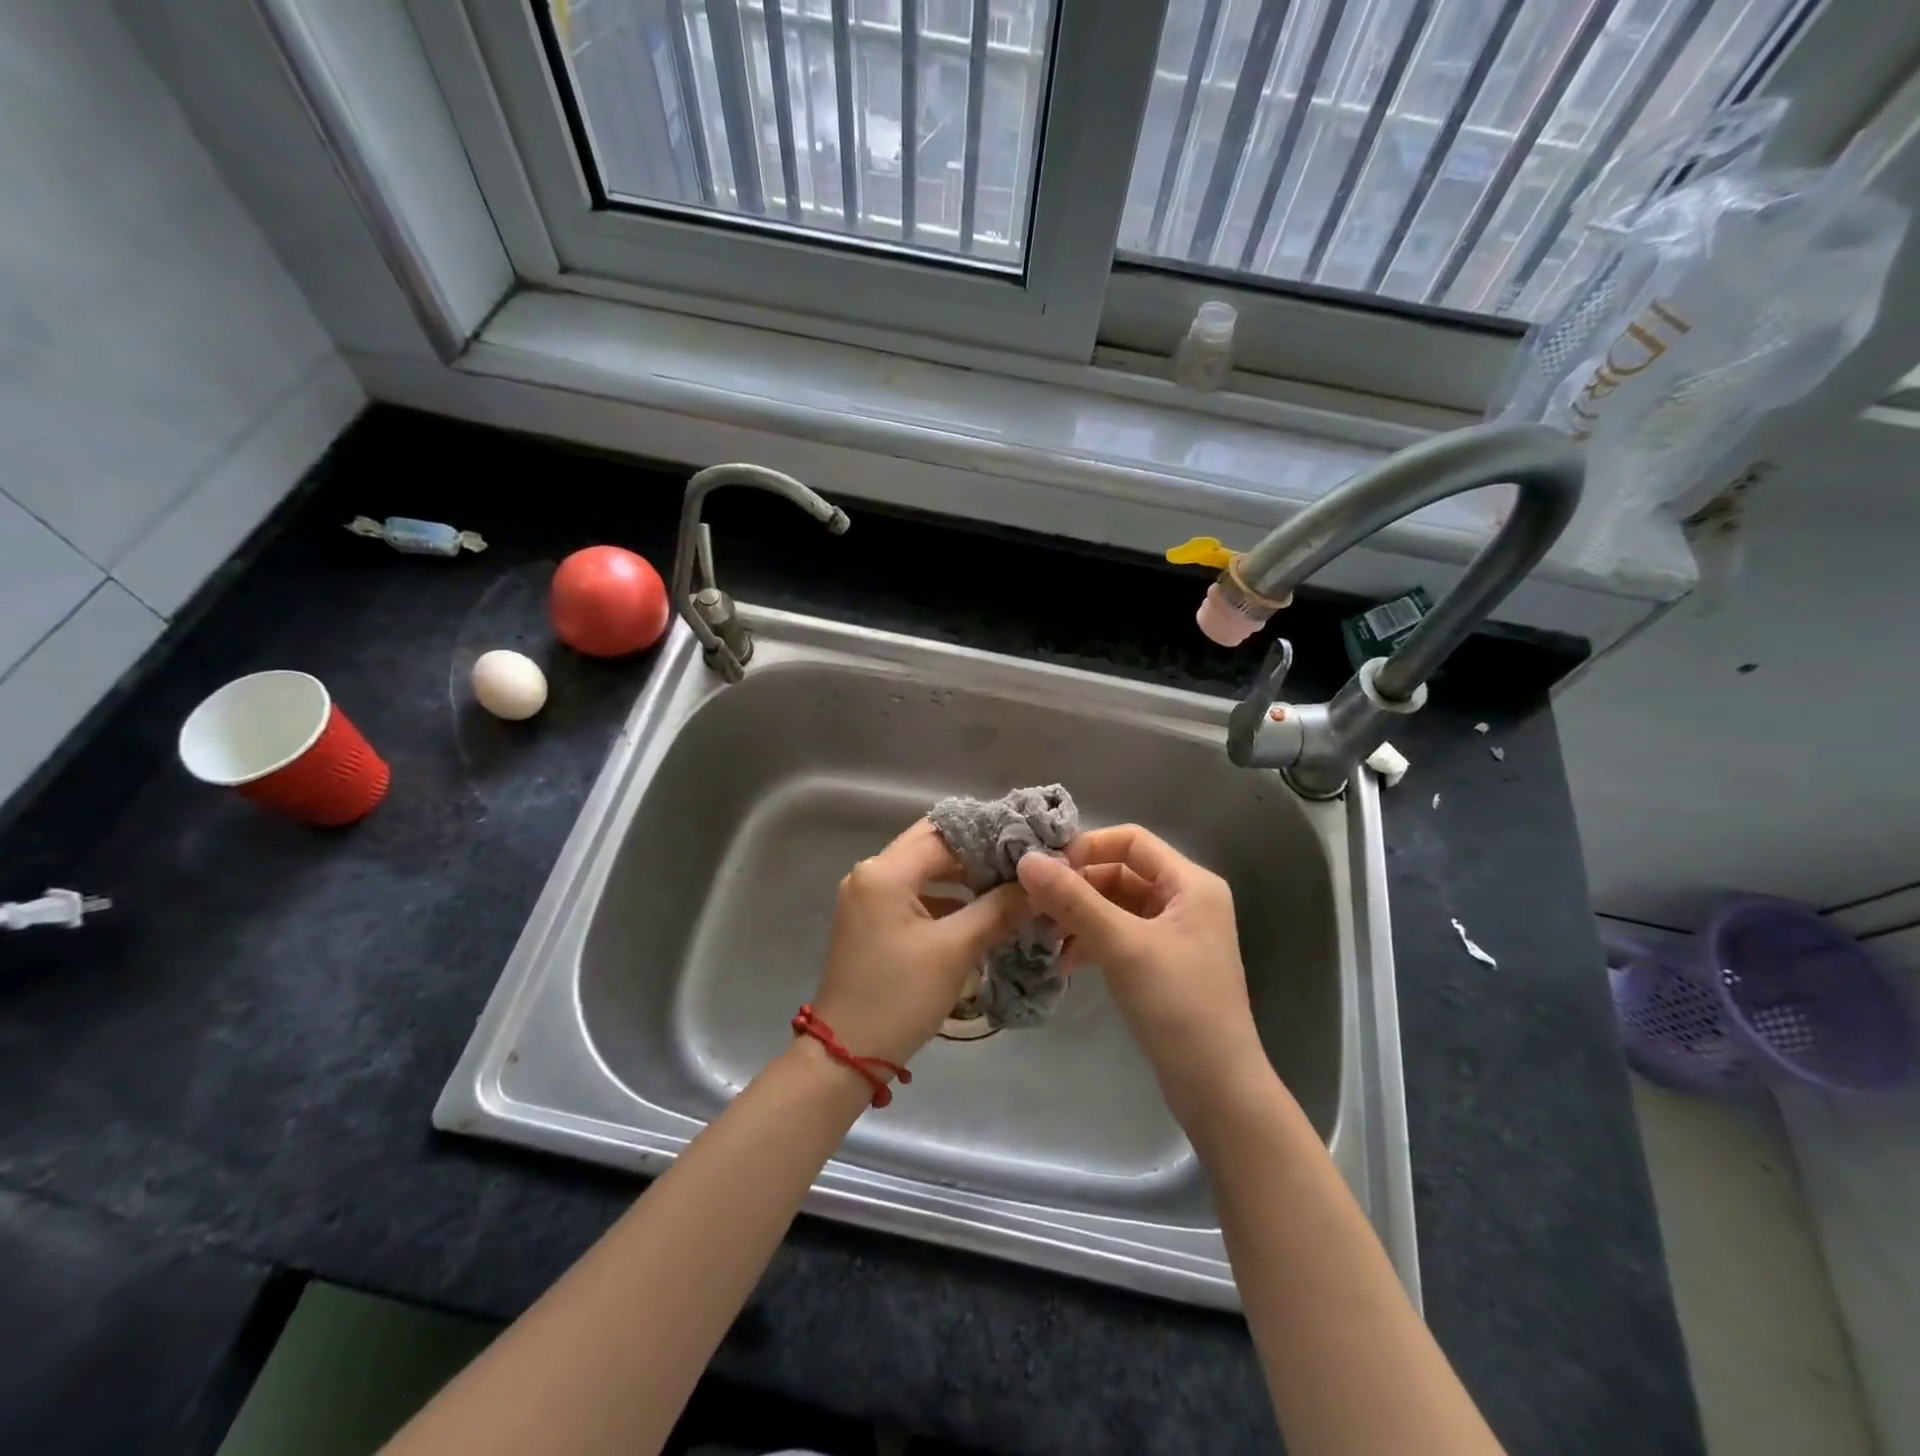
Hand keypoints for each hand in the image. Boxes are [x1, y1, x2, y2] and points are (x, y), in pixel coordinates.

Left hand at [809, 819, 1029, 1070]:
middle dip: (974, 852)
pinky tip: (978, 911)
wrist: (846, 1053)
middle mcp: (870, 873)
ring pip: (922, 869)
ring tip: (1006, 884)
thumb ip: (998, 910)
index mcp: (884, 872)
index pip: (944, 836)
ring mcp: (867, 896)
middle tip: (1019, 861)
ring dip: (961, 875)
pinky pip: (912, 893)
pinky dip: (944, 897)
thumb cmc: (900, 996)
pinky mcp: (870, 919)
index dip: (988, 838)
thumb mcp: (955, 950)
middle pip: (930, 846)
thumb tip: (1037, 886)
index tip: (1027, 844)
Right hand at [1016, 826, 1267, 1121]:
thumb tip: (1026, 859)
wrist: (1218, 1090)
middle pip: (1120, 873)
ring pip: (1115, 906)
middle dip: (1077, 888)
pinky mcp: (1162, 964)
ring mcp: (1175, 934)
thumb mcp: (1122, 946)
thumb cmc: (1177, 1005)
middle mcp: (1186, 900)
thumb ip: (1073, 900)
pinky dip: (1092, 942)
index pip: (1130, 841)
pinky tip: (1067, 963)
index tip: (1046, 872)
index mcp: (1190, 883)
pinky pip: (1120, 935)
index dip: (1086, 848)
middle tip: (1035, 908)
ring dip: (1079, 917)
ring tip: (1045, 938)